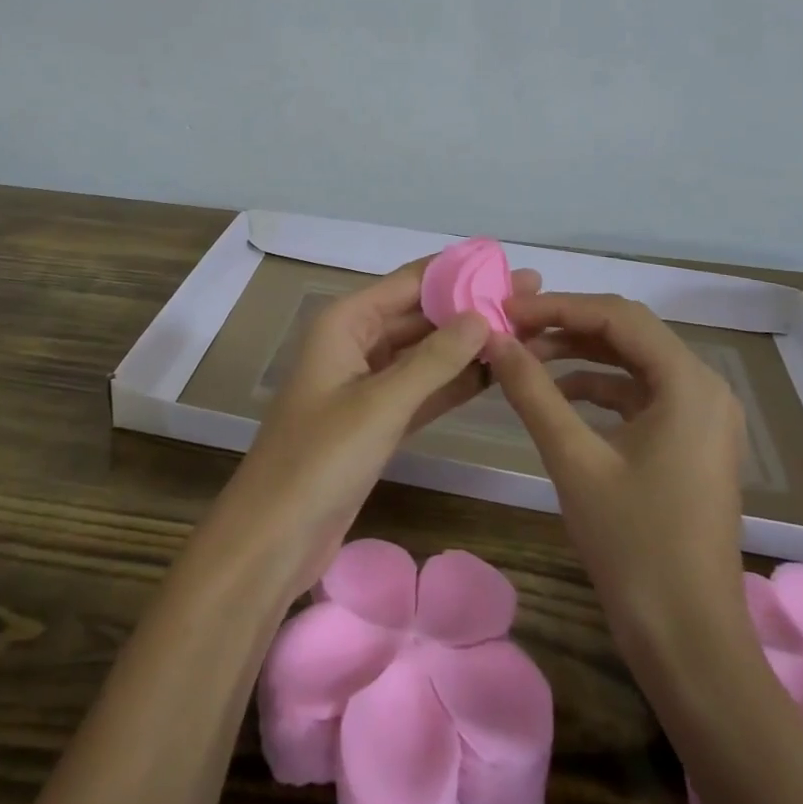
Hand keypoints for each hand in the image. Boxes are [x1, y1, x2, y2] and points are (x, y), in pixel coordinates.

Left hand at [216, 258, 539, 598]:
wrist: (273, 539)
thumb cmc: (320, 459)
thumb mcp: (381, 403)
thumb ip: (435, 359)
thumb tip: (483, 316)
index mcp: (346, 321)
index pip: (410, 281)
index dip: (459, 271)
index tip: (508, 265)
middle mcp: (356, 341)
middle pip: (420, 313)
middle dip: (471, 306)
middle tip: (530, 297)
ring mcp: (366, 382)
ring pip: (424, 352)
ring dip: (468, 343)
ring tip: (523, 328)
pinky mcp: (376, 419)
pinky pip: (422, 388)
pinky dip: (454, 380)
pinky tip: (495, 373)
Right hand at [488, 292, 746, 641]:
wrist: (689, 642)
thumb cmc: (634, 546)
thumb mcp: (574, 460)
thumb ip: (532, 391)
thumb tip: (493, 338)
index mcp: (688, 382)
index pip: (616, 316)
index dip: (558, 306)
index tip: (506, 310)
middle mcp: (705, 387)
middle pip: (628, 332)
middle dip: (567, 325)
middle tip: (512, 328)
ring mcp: (703, 416)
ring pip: (633, 361)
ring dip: (580, 354)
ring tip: (526, 356)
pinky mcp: (692, 441)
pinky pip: (642, 394)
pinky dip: (599, 387)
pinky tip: (559, 395)